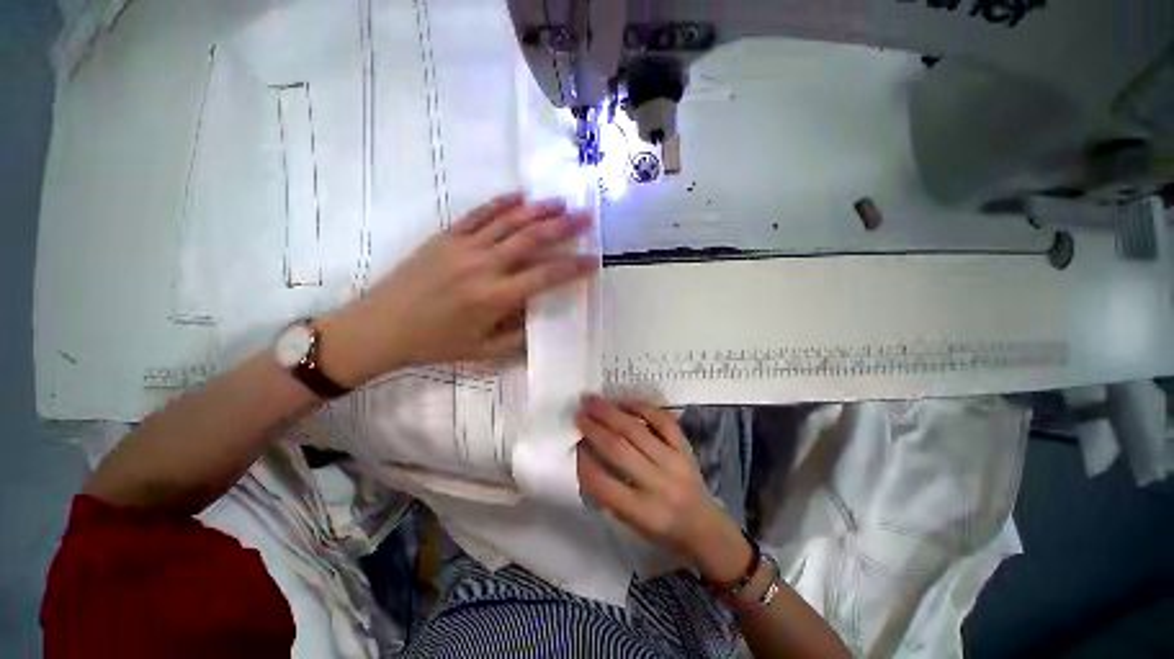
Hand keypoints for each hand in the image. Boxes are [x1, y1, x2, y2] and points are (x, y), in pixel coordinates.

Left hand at [319, 193, 595, 385]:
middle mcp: (484, 266)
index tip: (593, 260)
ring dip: (538, 210)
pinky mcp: (445, 237)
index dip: (573, 267)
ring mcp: (463, 247)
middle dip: (563, 228)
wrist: (380, 327)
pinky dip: (501, 203)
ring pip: (508, 222)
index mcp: (495, 297)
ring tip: (561, 202)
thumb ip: (518, 336)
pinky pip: (478, 214)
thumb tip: (541, 317)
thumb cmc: (435, 344)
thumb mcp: (483, 352)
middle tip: (586, 217)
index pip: (545, 277)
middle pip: (531, 240)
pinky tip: (519, 196)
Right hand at [576, 396, 752, 581]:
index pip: (603, 483)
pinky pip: (662, 420)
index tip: (574, 443)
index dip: (584, 460)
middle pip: (619, 449)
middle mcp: (658, 484)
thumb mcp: (630, 522)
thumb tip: (587, 453)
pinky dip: (641, 407)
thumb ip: (608, 491)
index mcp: (642, 511)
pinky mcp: (684, 447)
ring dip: (611, 413)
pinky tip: (624, 400)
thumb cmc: (661, 528)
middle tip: (579, 413)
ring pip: (637, 430)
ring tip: (593, 401)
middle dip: (594, 428)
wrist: (703, 526)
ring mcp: (674, 461)